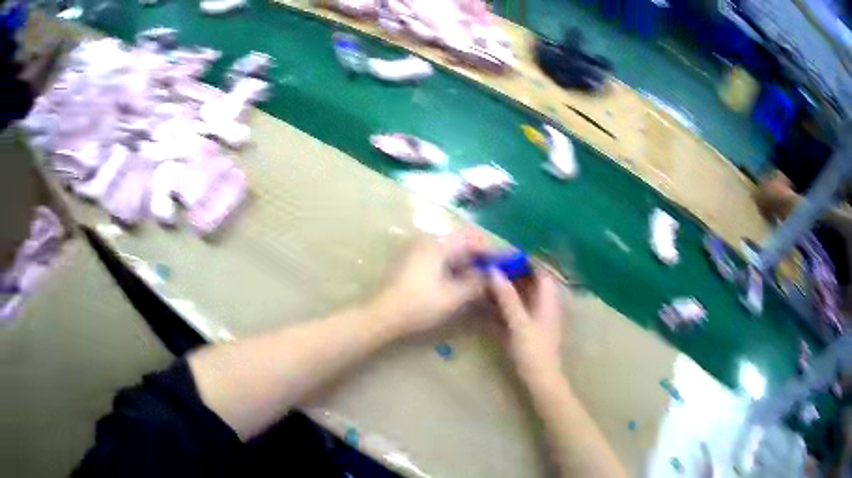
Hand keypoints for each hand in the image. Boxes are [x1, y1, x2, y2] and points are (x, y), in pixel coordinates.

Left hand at [371, 231, 486, 337]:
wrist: (382, 314)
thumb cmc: (419, 305)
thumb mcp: (453, 297)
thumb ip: (476, 283)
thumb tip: (492, 275)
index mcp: (438, 244)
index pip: (472, 237)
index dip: (490, 249)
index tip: (504, 263)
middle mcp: (428, 240)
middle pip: (461, 242)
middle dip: (479, 256)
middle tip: (493, 273)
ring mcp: (417, 249)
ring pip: (450, 250)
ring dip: (466, 262)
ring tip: (479, 280)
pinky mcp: (412, 260)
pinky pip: (439, 257)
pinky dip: (452, 266)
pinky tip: (459, 282)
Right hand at [488, 268, 563, 383]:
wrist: (541, 378)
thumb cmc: (533, 350)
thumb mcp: (518, 323)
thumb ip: (507, 297)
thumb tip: (494, 271)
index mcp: (549, 299)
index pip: (541, 271)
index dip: (525, 261)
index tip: (504, 256)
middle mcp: (547, 304)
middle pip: (532, 281)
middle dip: (514, 273)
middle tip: (491, 269)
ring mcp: (541, 316)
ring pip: (526, 295)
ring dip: (510, 288)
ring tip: (488, 282)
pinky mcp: (533, 327)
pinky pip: (521, 307)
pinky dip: (509, 302)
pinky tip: (493, 303)